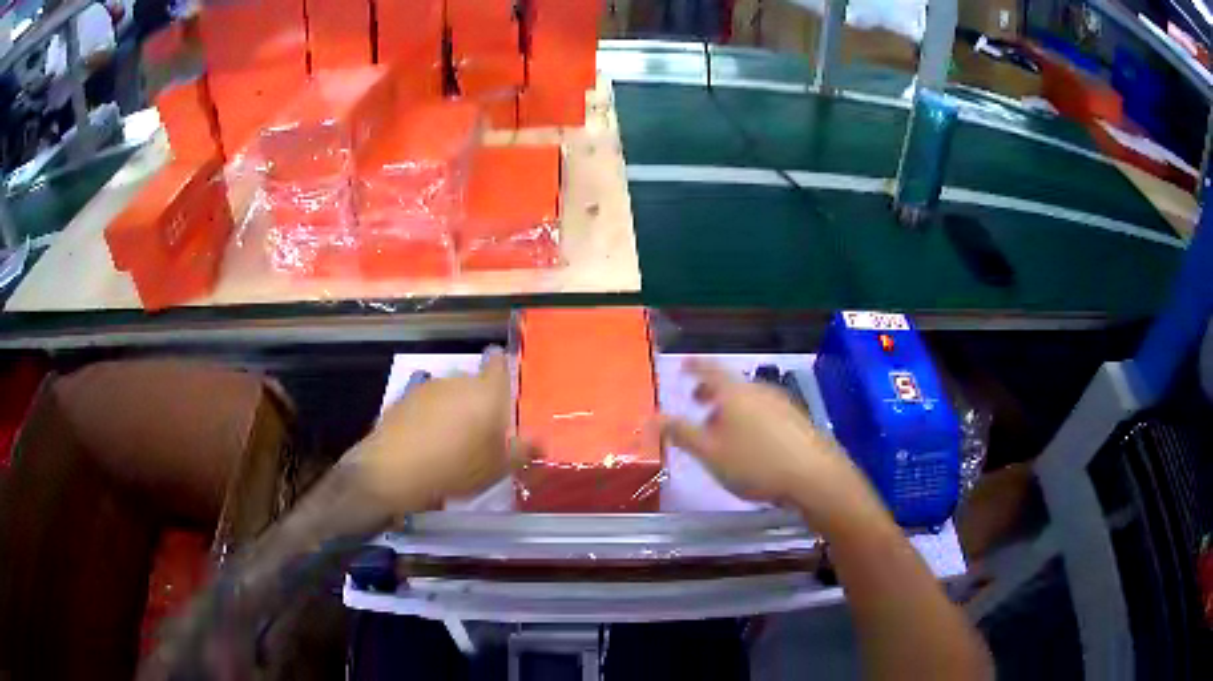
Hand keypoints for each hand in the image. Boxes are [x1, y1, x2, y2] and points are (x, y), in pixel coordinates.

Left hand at [349, 348, 515, 515]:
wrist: (395, 470)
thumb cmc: (457, 466)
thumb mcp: (499, 468)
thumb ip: (522, 451)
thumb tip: (541, 442)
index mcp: (486, 391)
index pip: (499, 362)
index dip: (503, 371)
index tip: (504, 393)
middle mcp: (458, 380)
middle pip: (473, 382)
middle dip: (478, 402)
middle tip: (480, 433)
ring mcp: (427, 387)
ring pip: (448, 394)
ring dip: (452, 410)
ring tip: (451, 442)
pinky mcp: (403, 399)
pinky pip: (425, 405)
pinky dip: (429, 418)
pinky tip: (426, 444)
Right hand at [661, 358, 888, 533]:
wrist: (814, 477)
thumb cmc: (755, 464)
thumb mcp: (710, 453)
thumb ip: (681, 434)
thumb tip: (654, 416)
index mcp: (734, 393)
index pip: (708, 370)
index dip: (694, 366)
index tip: (683, 364)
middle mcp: (758, 390)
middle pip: (730, 385)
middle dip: (711, 392)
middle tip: (698, 402)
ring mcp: (782, 403)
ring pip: (748, 399)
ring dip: (731, 408)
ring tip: (722, 429)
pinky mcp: (797, 419)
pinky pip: (765, 411)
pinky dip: (750, 418)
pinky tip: (751, 442)